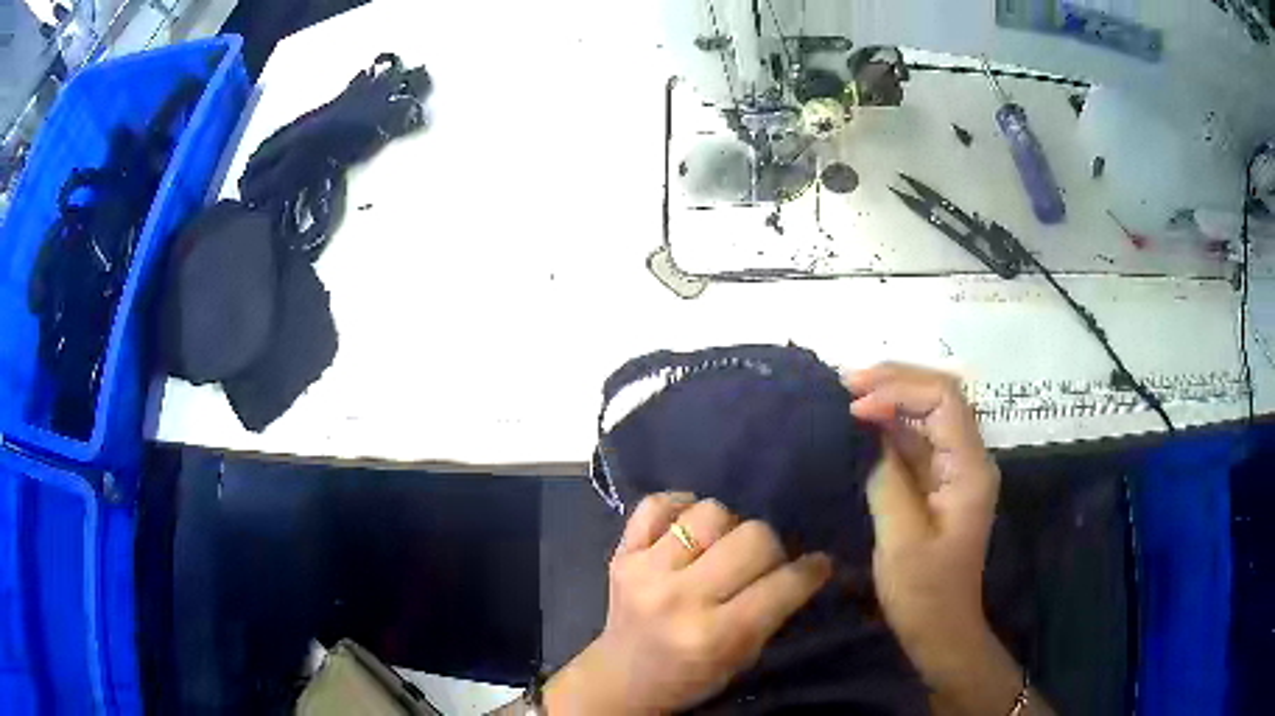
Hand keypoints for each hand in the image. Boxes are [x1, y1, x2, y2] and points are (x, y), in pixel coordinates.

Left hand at [544, 494, 832, 714]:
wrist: (622, 678)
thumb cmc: (691, 676)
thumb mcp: (743, 658)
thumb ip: (774, 611)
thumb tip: (811, 563)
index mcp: (714, 635)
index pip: (783, 584)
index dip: (811, 570)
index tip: (818, 565)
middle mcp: (679, 598)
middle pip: (753, 536)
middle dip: (770, 549)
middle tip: (762, 564)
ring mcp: (645, 572)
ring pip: (710, 512)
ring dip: (727, 527)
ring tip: (721, 548)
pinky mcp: (621, 554)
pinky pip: (656, 504)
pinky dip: (679, 507)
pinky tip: (687, 528)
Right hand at [845, 364, 999, 680]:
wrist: (941, 629)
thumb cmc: (924, 593)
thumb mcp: (901, 540)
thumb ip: (888, 481)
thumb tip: (871, 438)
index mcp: (969, 470)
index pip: (944, 401)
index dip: (900, 391)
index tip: (855, 406)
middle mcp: (969, 459)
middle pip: (940, 396)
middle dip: (895, 381)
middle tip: (846, 383)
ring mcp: (955, 470)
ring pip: (928, 413)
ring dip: (891, 398)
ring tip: (848, 395)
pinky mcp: (939, 483)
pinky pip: (917, 440)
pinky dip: (889, 426)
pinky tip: (862, 425)